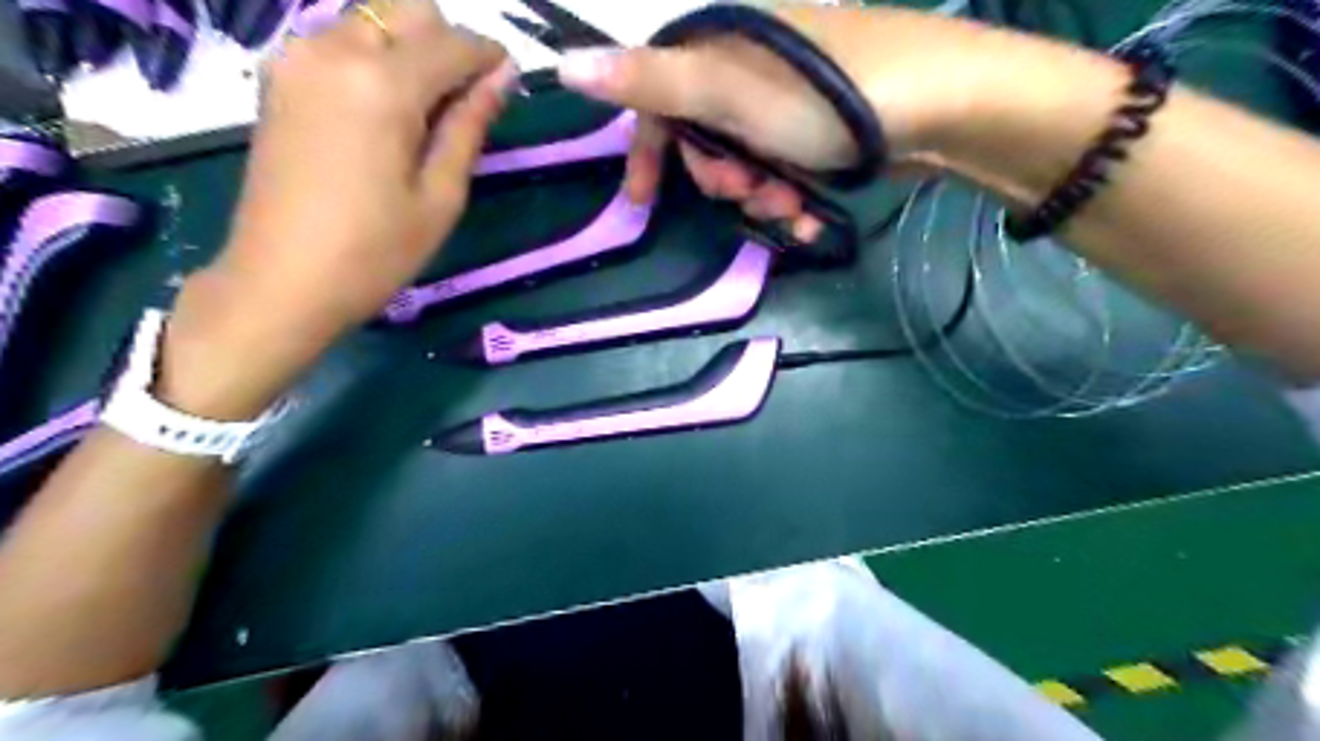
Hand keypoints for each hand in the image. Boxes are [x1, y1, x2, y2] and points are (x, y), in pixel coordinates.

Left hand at [166, 0, 514, 415]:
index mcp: (382, 84)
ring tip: (425, 114)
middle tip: (464, 103)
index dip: (490, 57)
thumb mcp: (440, 196)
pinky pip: (341, 42)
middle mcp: (335, 50)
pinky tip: (385, 113)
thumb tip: (501, 77)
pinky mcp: (280, 76)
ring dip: (410, 51)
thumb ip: (469, 126)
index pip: (453, 42)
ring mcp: (298, 58)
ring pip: (373, 21)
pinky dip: (376, 61)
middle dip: (447, 45)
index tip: (509, 82)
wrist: (281, 281)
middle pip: (408, 12)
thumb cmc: (375, 252)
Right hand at [556, 6, 1030, 230]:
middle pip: (704, 138)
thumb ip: (648, 83)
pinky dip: (789, 198)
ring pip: (745, 162)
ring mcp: (789, 100)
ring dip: (758, 196)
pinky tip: (807, 214)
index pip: (658, 98)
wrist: (940, 105)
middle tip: (745, 191)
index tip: (642, 202)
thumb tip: (564, 67)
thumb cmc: (825, 99)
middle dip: (719, 179)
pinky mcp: (821, 129)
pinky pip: (784, 170)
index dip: (647, 151)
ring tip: (787, 205)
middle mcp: (750, 67)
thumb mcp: (726, 92)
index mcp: (720, 46)